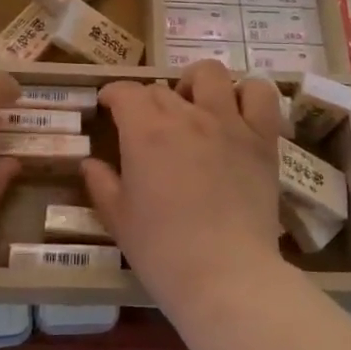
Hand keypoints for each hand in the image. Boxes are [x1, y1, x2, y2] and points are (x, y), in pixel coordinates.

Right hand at [82, 60, 285, 304]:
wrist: (224, 275)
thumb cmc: (162, 250)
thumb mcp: (118, 219)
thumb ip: (101, 183)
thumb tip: (89, 163)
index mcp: (145, 131)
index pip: (126, 91)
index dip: (114, 95)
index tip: (109, 107)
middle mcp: (186, 115)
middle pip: (161, 89)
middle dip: (148, 102)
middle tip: (147, 128)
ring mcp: (228, 122)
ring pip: (210, 74)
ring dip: (196, 84)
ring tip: (194, 107)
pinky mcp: (262, 138)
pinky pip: (261, 94)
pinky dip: (248, 94)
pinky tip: (237, 112)